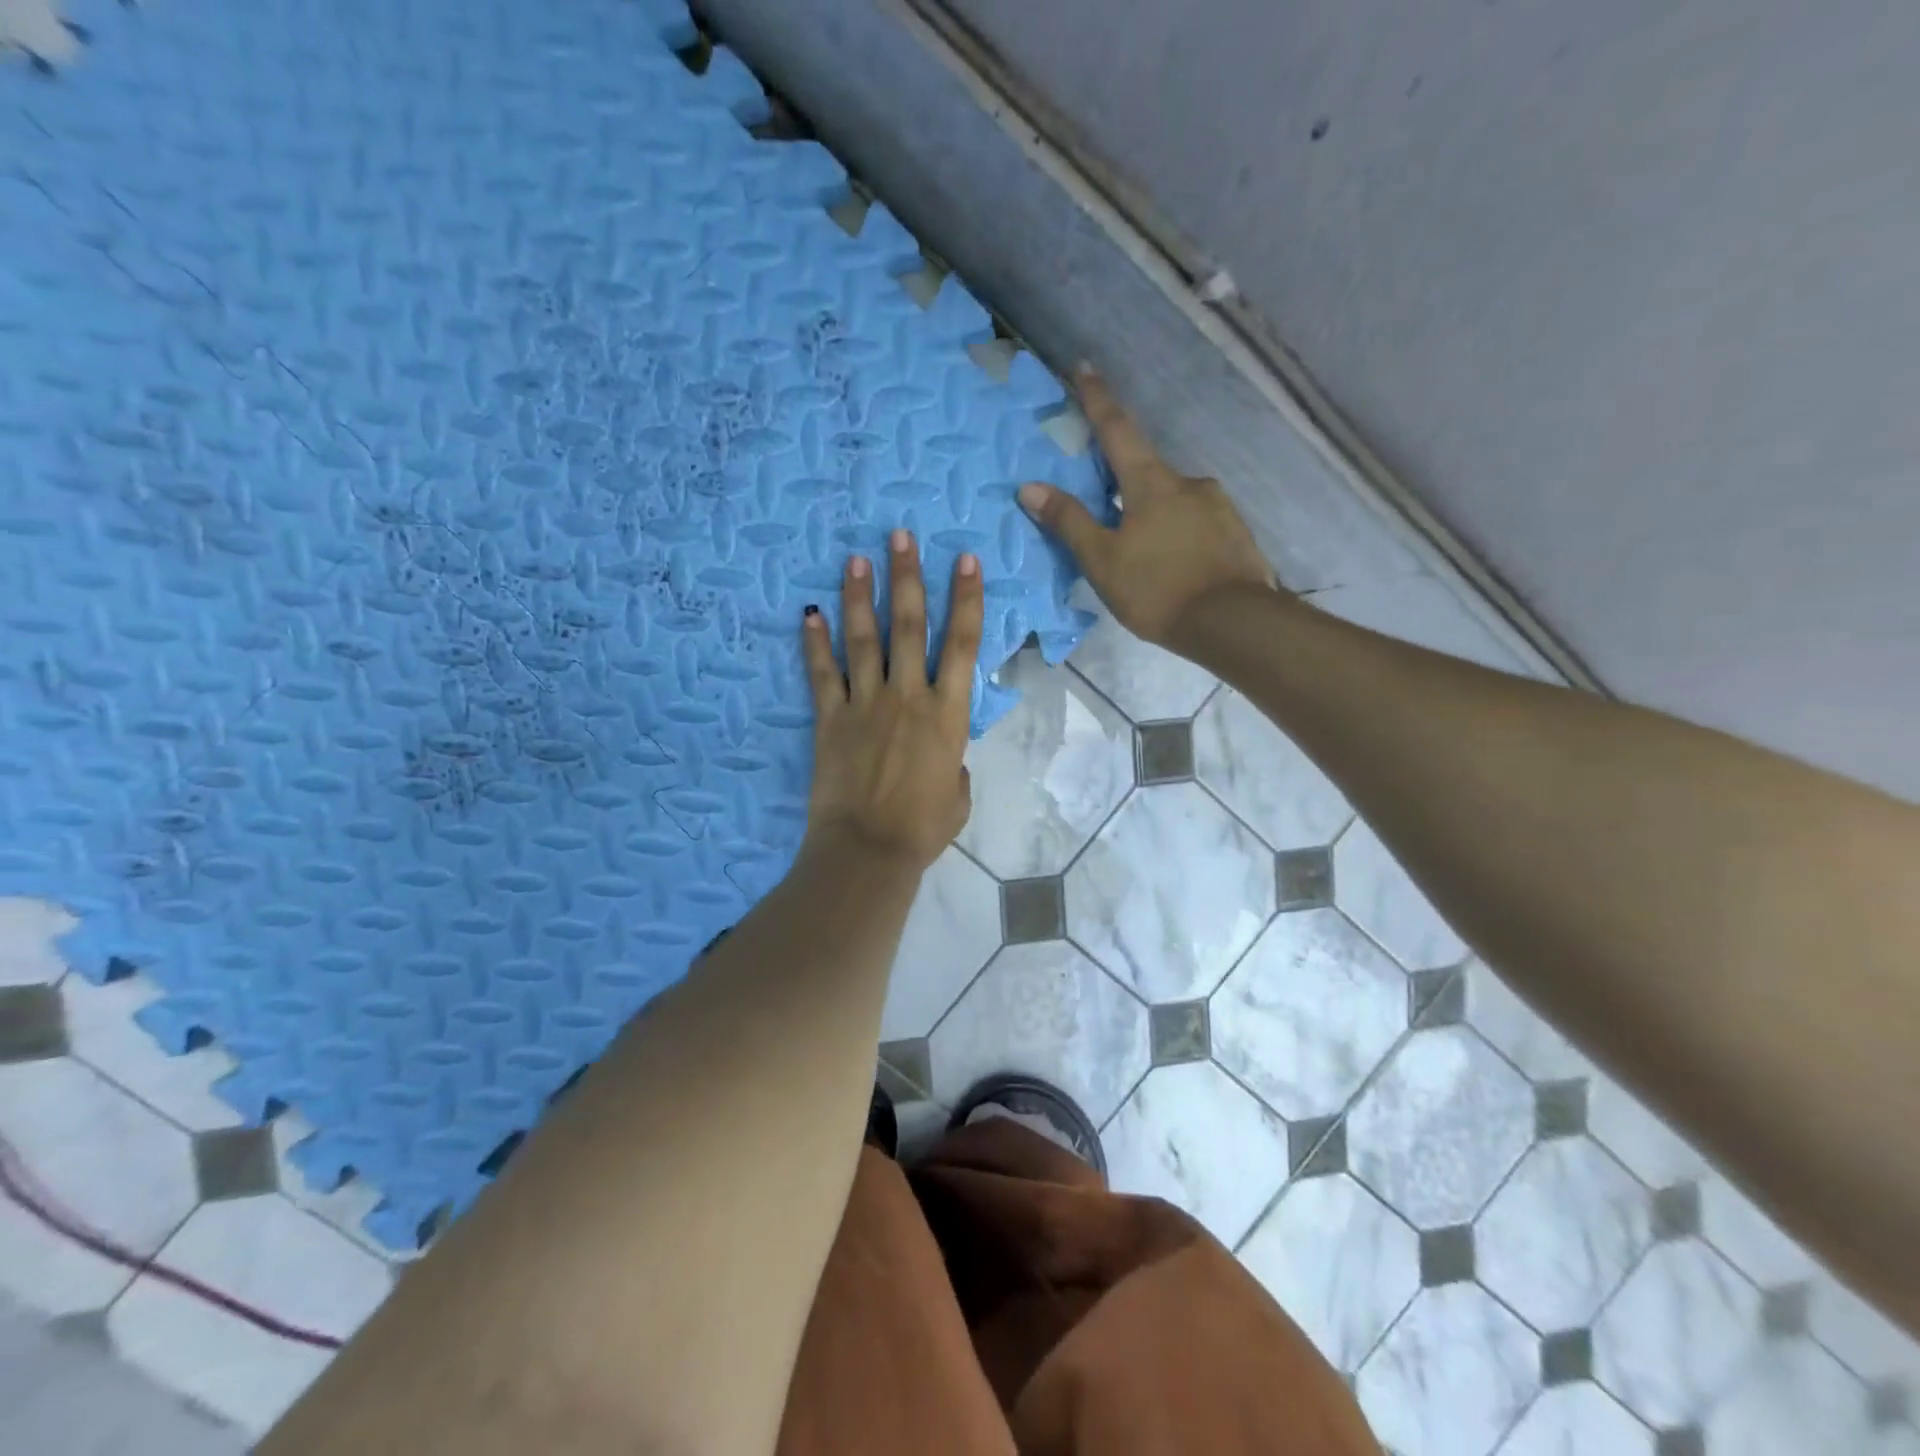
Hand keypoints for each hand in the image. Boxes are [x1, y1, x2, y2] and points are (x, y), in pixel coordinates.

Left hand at [800, 529, 982, 872]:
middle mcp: (907, 696)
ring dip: (860, 597)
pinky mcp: (830, 719)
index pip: (962, 644)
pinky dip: (814, 643)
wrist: (868, 849)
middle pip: (908, 626)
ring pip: (863, 639)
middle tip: (899, 535)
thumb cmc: (924, 828)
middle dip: (906, 577)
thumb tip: (945, 754)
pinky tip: (809, 613)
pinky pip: (822, 674)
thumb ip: (955, 763)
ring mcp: (864, 704)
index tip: (964, 560)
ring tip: (855, 558)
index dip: (965, 598)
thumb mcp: (959, 795)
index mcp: (947, 713)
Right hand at [1018, 366, 1273, 650]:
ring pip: (1173, 500)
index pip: (1117, 429)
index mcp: (1151, 482)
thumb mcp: (1103, 560)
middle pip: (1145, 470)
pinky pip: (1196, 524)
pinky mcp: (1235, 533)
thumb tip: (1030, 487)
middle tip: (1106, 510)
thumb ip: (1069, 522)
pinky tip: (1172, 565)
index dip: (1097, 398)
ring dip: (1152, 515)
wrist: (1233, 623)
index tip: (1084, 366)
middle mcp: (1188, 482)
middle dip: (1123, 482)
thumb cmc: (1158, 589)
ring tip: (1141, 555)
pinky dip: (1177, 535)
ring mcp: (1218, 506)